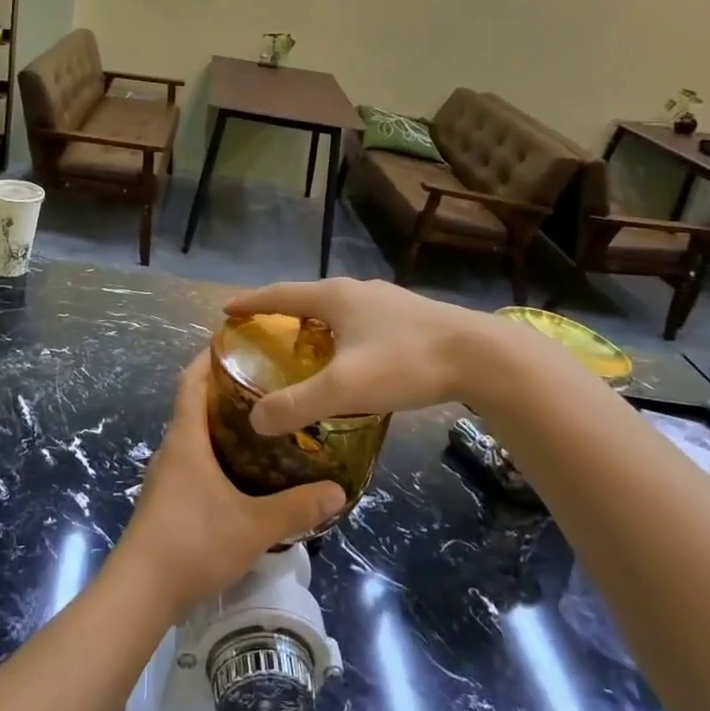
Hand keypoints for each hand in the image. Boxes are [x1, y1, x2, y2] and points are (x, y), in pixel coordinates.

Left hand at [112, 355, 344, 619]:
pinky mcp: (164, 501)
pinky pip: (191, 462)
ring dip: (219, 425)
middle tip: (265, 384)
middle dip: (223, 389)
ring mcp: (164, 477)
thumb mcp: (253, 526)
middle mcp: (171, 450)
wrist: (139, 592)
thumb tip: (339, 491)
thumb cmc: (193, 543)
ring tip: (260, 425)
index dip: (208, 357)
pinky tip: (240, 473)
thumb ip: (297, 508)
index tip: (235, 341)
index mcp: (186, 440)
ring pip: (192, 437)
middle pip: (192, 405)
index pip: (191, 381)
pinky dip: (213, 454)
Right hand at [222, 278, 491, 434]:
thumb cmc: (405, 363)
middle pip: (308, 297)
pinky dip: (341, 333)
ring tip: (302, 344)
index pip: (279, 294)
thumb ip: (296, 405)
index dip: (250, 302)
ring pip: (338, 309)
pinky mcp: (411, 316)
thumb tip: (256, 420)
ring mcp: (387, 301)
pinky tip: (351, 356)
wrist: (482, 357)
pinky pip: (361, 320)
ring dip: (314, 322)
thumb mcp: (344, 389)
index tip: (226, 308)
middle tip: (261, 331)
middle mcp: (357, 290)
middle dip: (281, 311)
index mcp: (335, 297)